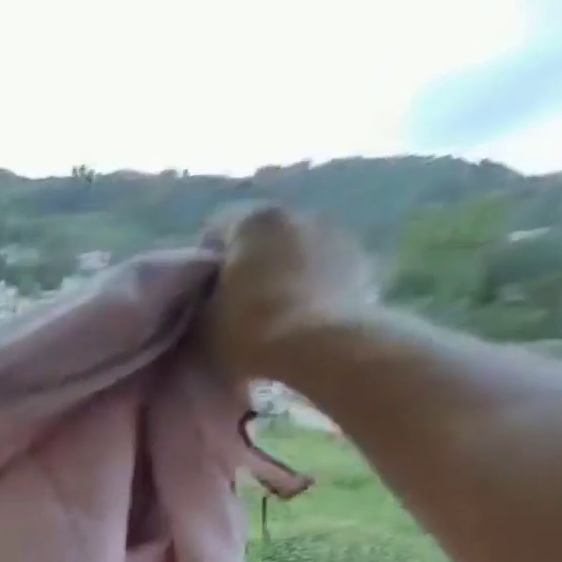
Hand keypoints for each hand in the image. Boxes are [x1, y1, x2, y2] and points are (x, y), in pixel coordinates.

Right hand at [199, 205, 374, 381]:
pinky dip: (310, 285)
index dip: (203, 261)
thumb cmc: (247, 328)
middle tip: (232, 301)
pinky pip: (324, 269)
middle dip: (248, 262)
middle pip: (261, 237)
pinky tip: (298, 316)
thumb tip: (204, 298)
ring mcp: (338, 234)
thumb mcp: (199, 319)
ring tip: (269, 311)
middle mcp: (300, 214)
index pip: (215, 229)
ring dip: (282, 271)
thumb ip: (198, 299)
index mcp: (254, 221)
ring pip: (295, 250)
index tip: (198, 292)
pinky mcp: (363, 262)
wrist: (320, 348)